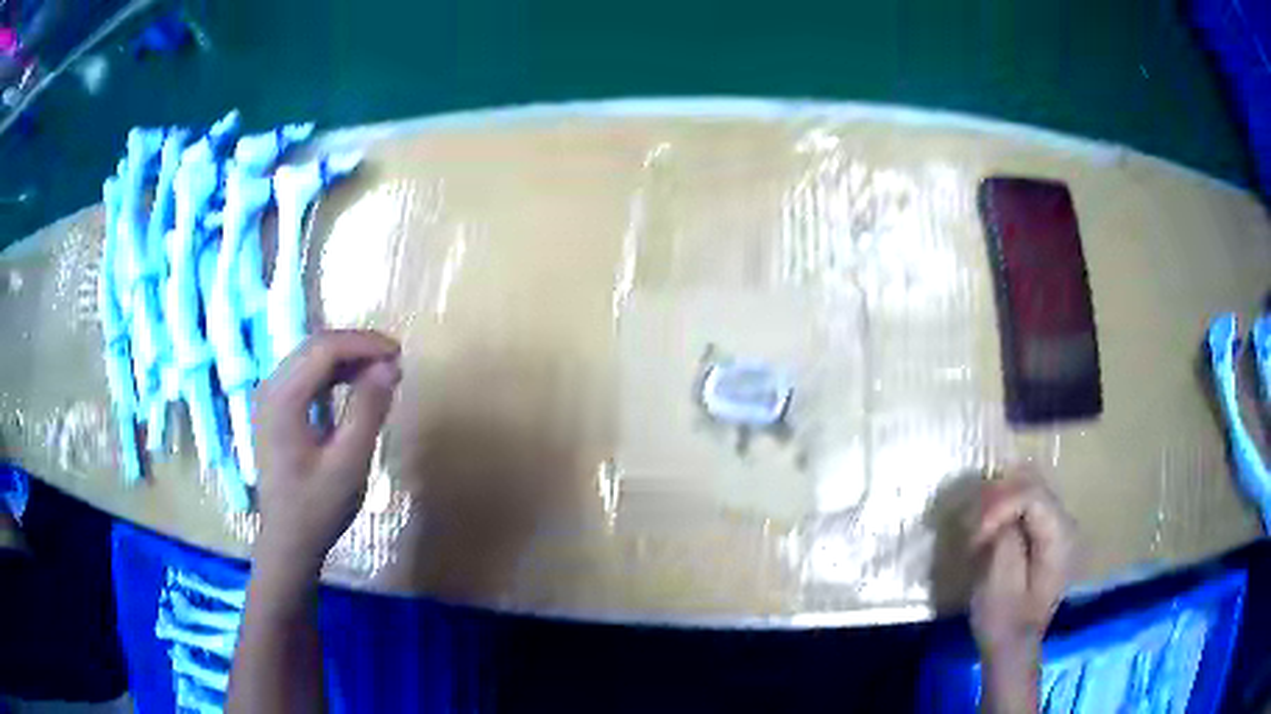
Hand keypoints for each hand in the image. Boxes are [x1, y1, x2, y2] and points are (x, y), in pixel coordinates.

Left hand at [251, 330, 401, 575]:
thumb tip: (390, 366)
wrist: (288, 542)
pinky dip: (332, 373)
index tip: (399, 354)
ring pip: (310, 357)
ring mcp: (269, 397)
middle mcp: (270, 387)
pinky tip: (354, 385)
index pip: (324, 348)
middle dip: (357, 347)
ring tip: (381, 371)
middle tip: (394, 361)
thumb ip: (368, 410)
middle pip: (315, 346)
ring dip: (346, 358)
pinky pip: (304, 375)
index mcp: (282, 398)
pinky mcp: (273, 409)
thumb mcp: (350, 462)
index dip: (364, 344)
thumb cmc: (318, 507)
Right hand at [970, 470, 1078, 659]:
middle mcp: (1065, 523)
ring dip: (1000, 500)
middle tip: (972, 522)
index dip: (1000, 504)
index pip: (1032, 495)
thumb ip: (1005, 538)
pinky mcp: (1045, 534)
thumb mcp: (1000, 583)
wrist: (1011, 647)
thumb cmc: (1004, 620)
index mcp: (1060, 537)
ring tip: (977, 524)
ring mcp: (1057, 527)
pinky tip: (988, 525)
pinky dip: (1005, 507)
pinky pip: (1026, 505)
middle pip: (1033, 484)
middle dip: (998, 497)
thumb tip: (996, 508)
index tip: (974, 532)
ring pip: (1030, 489)